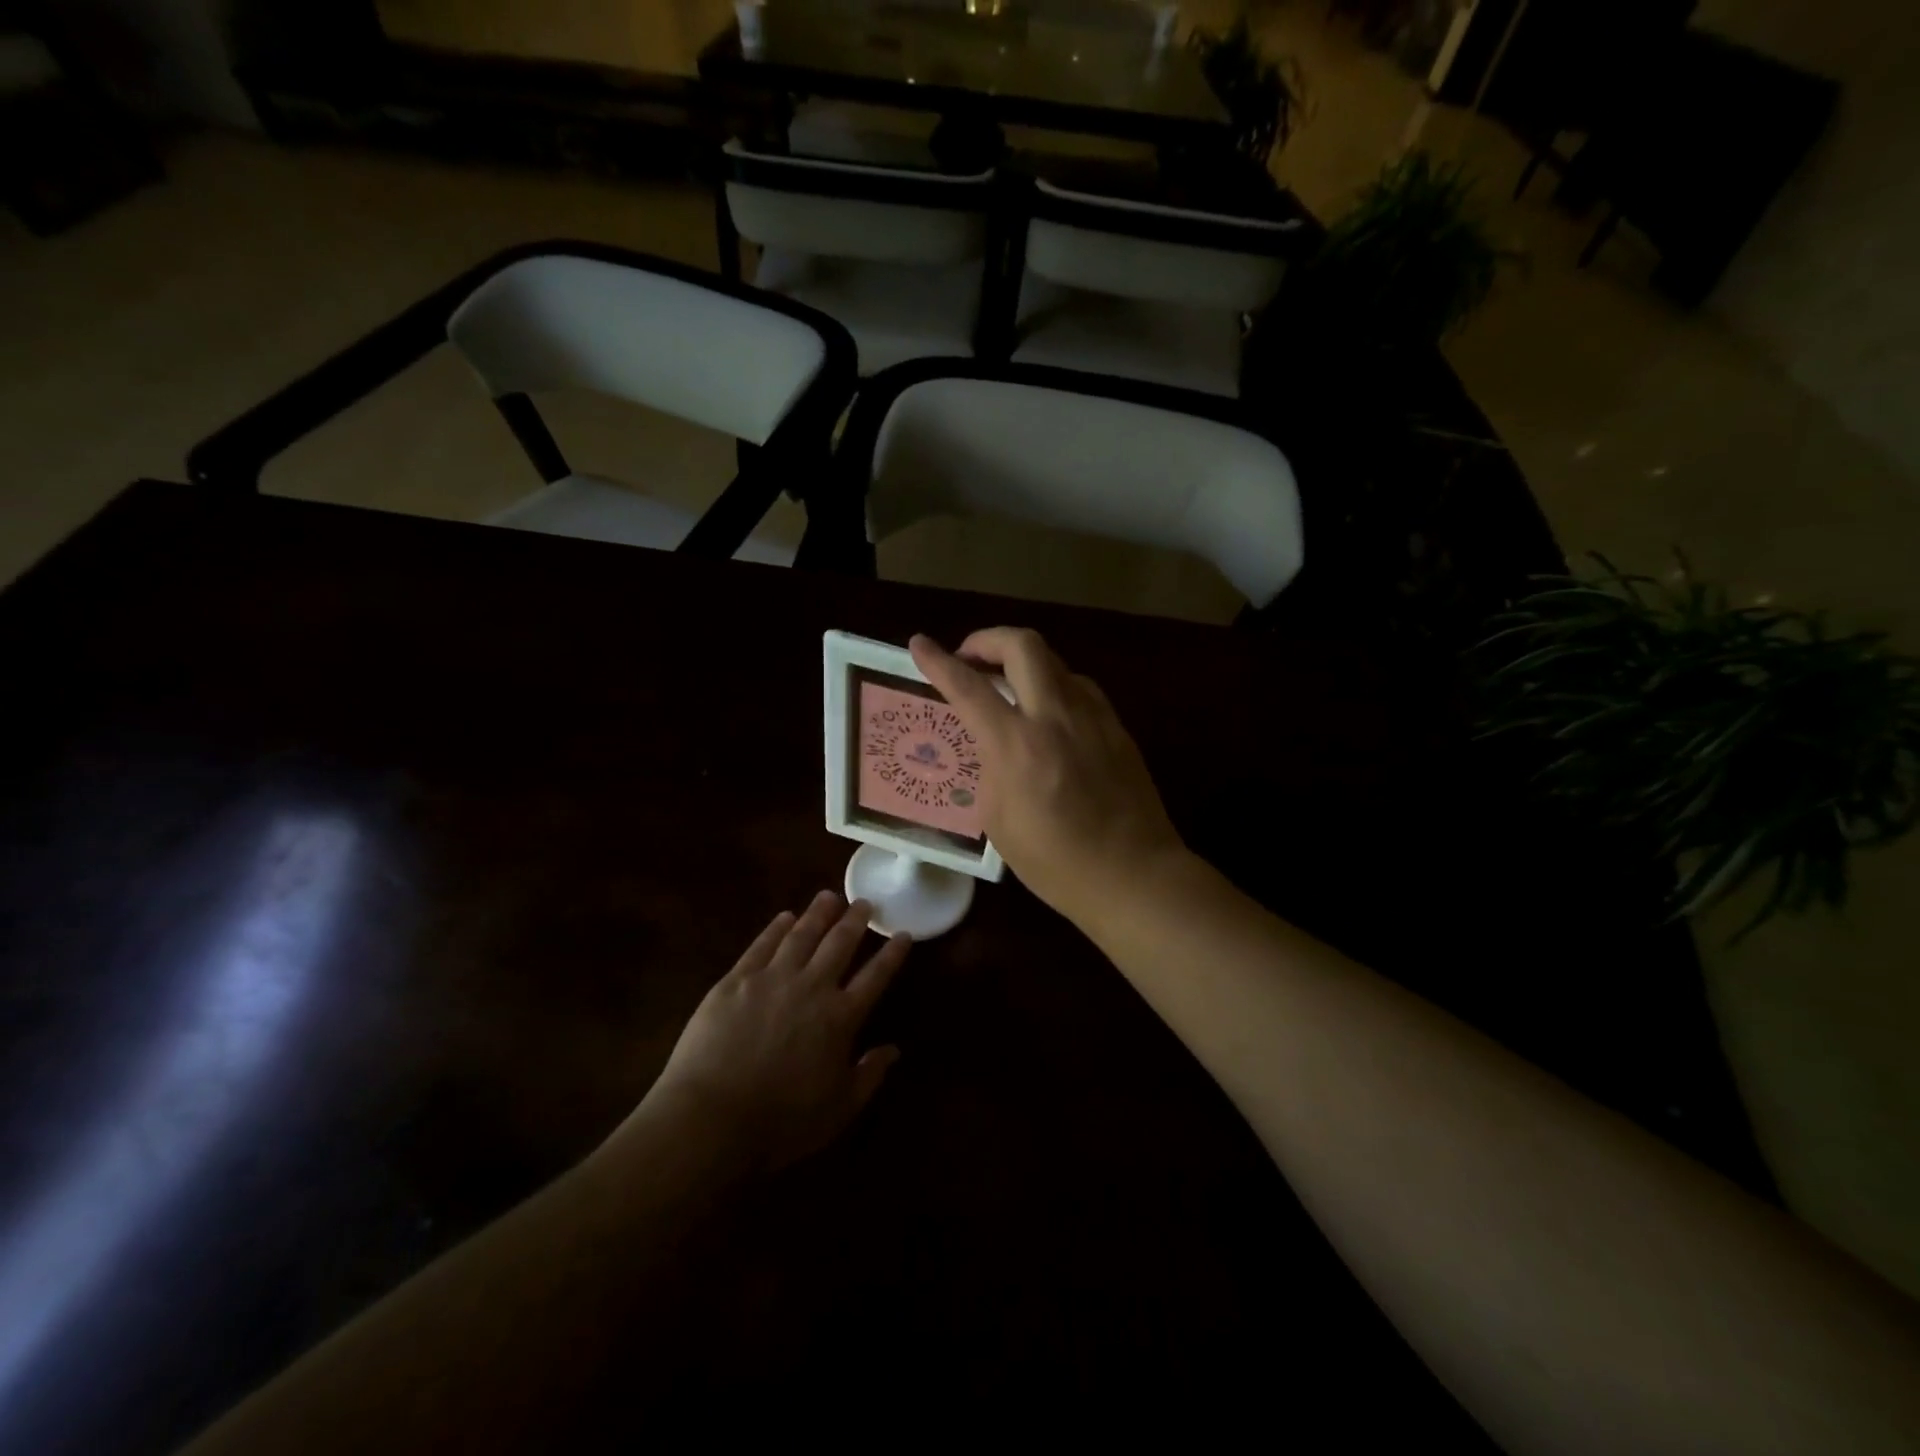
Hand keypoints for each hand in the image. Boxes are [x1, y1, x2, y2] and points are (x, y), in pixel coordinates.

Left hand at [623, 893, 909, 1175]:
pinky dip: (776, 928)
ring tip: (829, 896)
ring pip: (802, 935)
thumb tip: (894, 1049)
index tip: (903, 932)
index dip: (892, 953)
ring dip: (818, 913)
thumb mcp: (838, 1110)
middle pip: (840, 944)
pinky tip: (785, 917)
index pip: (875, 976)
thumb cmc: (780, 1122)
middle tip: (864, 902)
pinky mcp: (736, 980)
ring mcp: (772, 979)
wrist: (711, 1118)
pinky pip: (762, 945)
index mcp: (841, 1017)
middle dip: (855, 920)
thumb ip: (869, 1076)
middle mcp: (812, 987)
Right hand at [911, 628, 1186, 931]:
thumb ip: (990, 769)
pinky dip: (1054, 686)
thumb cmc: (1055, 861)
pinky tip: (1049, 714)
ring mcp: (1092, 716)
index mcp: (1016, 744)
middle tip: (971, 658)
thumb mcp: (998, 821)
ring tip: (1010, 688)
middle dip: (988, 639)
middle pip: (1022, 644)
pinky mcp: (1116, 726)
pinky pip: (1078, 688)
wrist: (1133, 874)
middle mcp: (1055, 715)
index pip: (968, 687)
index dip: (937, 661)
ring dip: (1024, 662)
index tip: (919, 644)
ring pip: (1054, 661)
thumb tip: (993, 746)